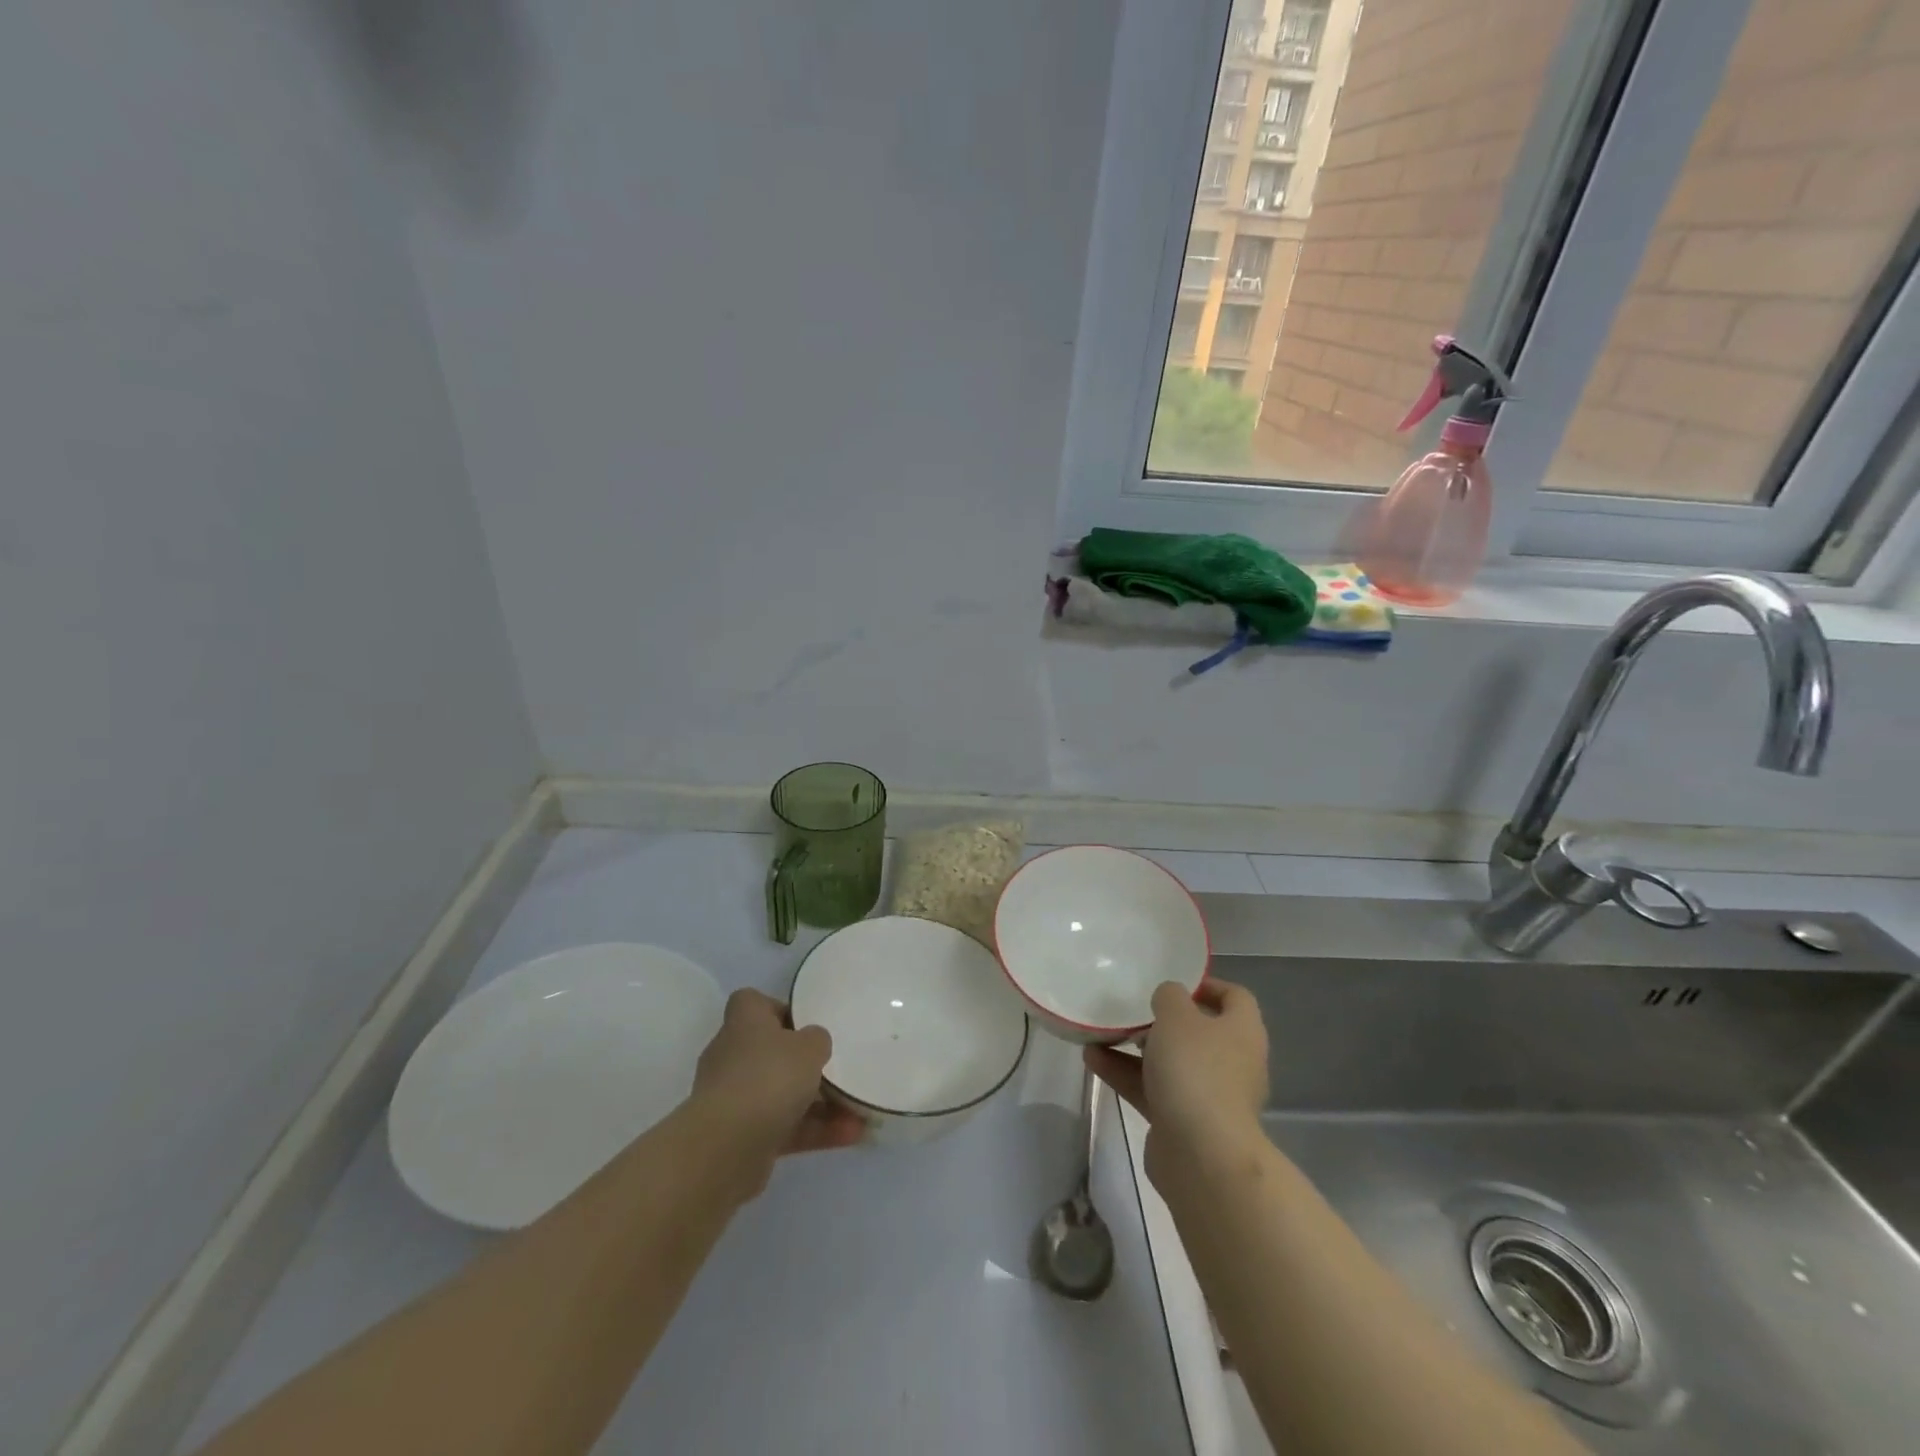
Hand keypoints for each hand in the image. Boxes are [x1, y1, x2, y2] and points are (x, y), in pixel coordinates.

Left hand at [692, 990, 864, 1173]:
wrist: (725, 1149)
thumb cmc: (768, 1078)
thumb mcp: (809, 1047)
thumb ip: (817, 1039)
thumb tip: (813, 1042)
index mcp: (743, 1023)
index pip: (752, 1003)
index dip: (778, 1009)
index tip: (805, 1023)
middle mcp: (732, 1056)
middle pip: (769, 1051)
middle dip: (803, 1063)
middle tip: (835, 1068)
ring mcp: (734, 1098)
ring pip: (781, 1093)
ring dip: (818, 1103)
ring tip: (858, 1110)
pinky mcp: (740, 1136)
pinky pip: (783, 1126)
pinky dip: (813, 1130)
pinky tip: (850, 1135)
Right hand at [1085, 980, 1268, 1180]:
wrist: (1201, 1156)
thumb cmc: (1196, 1071)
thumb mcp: (1177, 1016)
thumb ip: (1170, 996)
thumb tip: (1169, 998)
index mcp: (1242, 1032)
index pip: (1234, 997)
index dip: (1206, 984)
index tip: (1173, 980)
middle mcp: (1231, 1062)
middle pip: (1198, 1031)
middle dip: (1162, 1019)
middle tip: (1132, 1007)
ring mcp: (1208, 1095)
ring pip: (1169, 1062)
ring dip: (1134, 1047)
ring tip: (1099, 1032)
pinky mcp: (1182, 1121)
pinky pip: (1151, 1089)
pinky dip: (1125, 1074)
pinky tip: (1092, 1061)